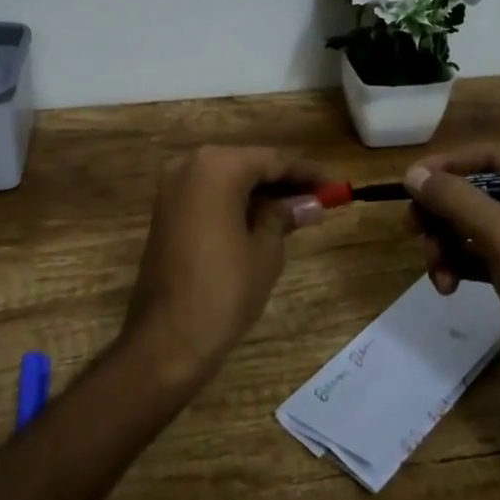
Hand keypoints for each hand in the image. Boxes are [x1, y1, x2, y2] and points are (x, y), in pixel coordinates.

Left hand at [122, 146, 328, 386]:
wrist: (167, 339)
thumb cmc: (224, 289)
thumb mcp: (266, 250)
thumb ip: (285, 216)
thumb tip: (311, 204)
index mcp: (217, 166)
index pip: (272, 161)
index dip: (305, 173)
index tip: (334, 185)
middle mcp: (190, 165)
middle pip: (247, 165)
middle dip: (282, 181)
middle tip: (318, 199)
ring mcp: (173, 187)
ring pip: (227, 179)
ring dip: (259, 192)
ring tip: (297, 211)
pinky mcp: (165, 210)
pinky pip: (209, 195)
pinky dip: (235, 202)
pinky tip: (262, 218)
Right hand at [404, 146, 499, 441]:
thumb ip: (456, 199)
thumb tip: (412, 173)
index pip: (495, 156)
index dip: (449, 165)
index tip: (410, 180)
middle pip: (481, 190)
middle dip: (444, 213)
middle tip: (412, 229)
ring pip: (477, 223)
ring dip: (447, 242)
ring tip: (434, 270)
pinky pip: (483, 253)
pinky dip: (460, 263)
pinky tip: (446, 285)